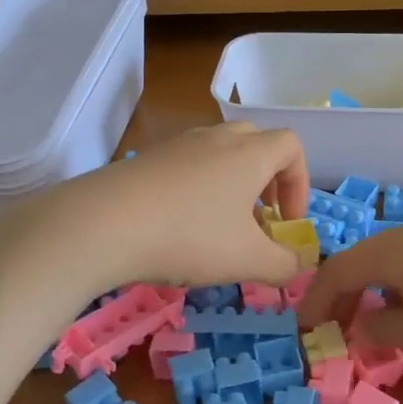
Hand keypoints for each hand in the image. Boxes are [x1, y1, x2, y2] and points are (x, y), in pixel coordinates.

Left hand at [0, 124, 311, 291]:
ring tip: (219, 226)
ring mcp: (178, 145)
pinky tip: (179, 225)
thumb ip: (283, 264)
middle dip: (267, 180)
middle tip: (258, 218)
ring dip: (231, 184)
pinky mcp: (147, 159)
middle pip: (256, 143)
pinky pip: (186, 164)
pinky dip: (197, 188)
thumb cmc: (189, 236)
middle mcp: (216, 139)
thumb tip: (297, 264)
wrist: (103, 224)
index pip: (291, 146)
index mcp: (249, 154)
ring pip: (219, 153)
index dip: (300, 182)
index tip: (286, 221)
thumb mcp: (247, 261)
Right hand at [298, 209, 402, 381]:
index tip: (305, 325)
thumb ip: (385, 327)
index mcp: (400, 246)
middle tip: (340, 325)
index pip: (342, 267)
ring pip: (400, 255)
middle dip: (350, 291)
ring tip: (383, 321)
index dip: (319, 297)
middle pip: (369, 256)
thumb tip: (363, 320)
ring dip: (382, 286)